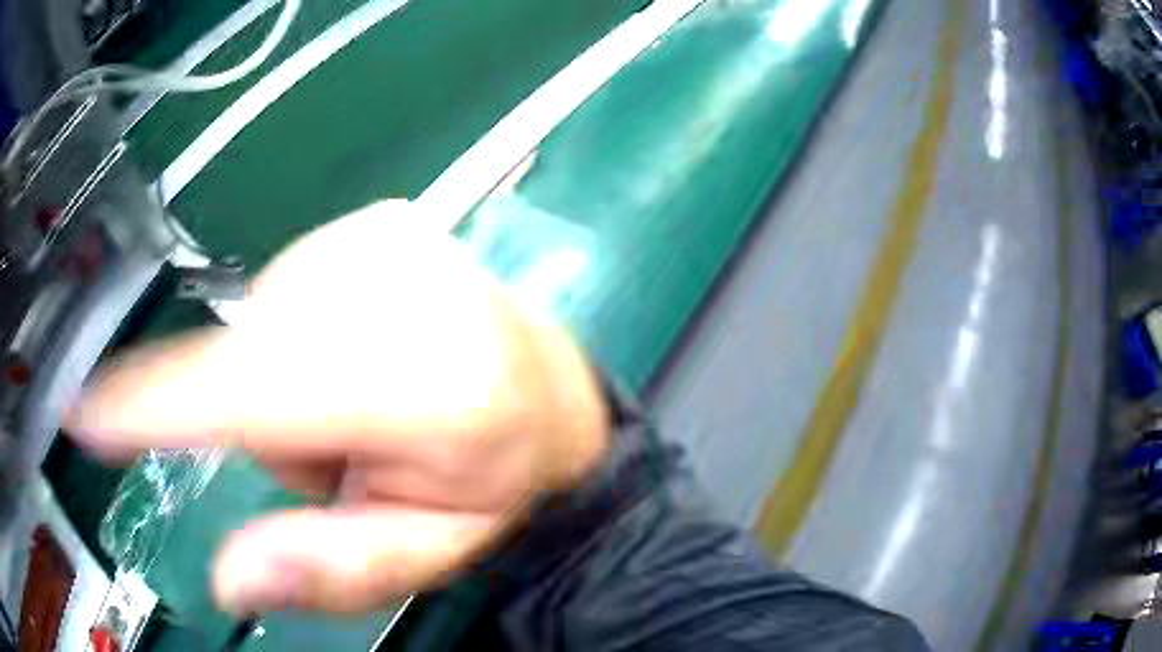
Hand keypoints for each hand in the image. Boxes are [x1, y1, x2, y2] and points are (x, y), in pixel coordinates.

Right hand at [66, 201, 609, 614]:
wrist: (550, 390)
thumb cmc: (499, 477)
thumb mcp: (430, 549)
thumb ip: (332, 570)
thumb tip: (230, 578)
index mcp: (419, 383)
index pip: (247, 394)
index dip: (153, 404)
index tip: (85, 412)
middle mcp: (394, 286)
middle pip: (244, 362)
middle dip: (266, 414)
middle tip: (342, 438)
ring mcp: (385, 236)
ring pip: (260, 324)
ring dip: (287, 372)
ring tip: (360, 394)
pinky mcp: (380, 219)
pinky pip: (290, 287)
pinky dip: (305, 329)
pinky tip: (366, 344)